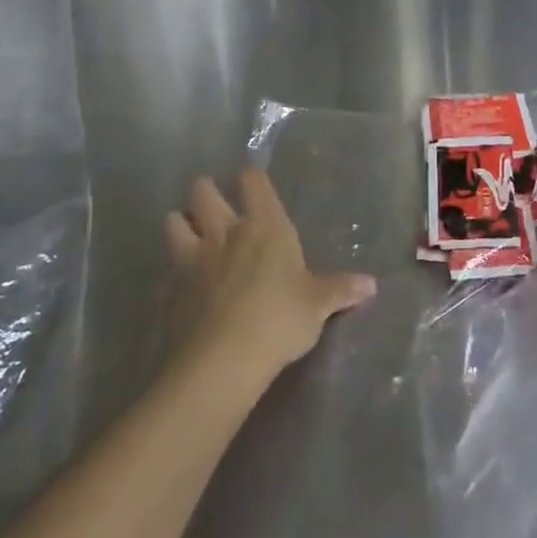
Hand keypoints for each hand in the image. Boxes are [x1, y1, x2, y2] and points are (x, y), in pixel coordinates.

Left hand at [165, 169, 375, 383]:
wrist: (224, 359)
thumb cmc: (280, 318)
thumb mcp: (318, 305)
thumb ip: (340, 290)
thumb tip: (371, 284)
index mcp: (264, 226)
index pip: (252, 181)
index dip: (251, 178)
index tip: (252, 182)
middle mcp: (225, 232)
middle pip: (204, 192)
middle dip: (206, 192)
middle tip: (214, 204)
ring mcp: (192, 259)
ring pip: (173, 222)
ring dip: (180, 224)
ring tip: (190, 236)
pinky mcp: (171, 290)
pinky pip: (166, 270)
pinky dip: (171, 273)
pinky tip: (181, 286)